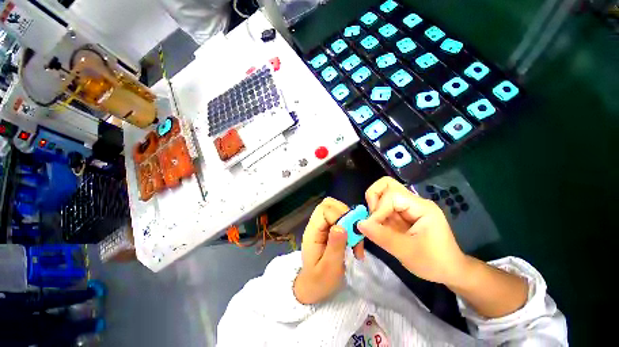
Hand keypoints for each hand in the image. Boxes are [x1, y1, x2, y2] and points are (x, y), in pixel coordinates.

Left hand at [294, 198, 363, 303]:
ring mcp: (322, 225)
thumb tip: (341, 226)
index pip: (325, 210)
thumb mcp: (329, 268)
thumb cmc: (319, 281)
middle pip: (329, 204)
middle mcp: (316, 224)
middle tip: (354, 233)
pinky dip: (350, 227)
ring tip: (355, 241)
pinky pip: (340, 219)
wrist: (312, 287)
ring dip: (350, 221)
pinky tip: (354, 243)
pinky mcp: (328, 229)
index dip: (340, 216)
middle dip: (346, 215)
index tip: (351, 232)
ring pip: (336, 209)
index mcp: (312, 231)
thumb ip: (335, 246)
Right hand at [358, 177, 468, 285]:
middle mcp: (414, 202)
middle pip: (387, 185)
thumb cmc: (433, 262)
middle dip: (374, 198)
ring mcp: (408, 207)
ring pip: (383, 193)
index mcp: (421, 207)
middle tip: (372, 217)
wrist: (449, 271)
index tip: (372, 227)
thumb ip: (382, 236)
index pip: (392, 195)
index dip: (378, 209)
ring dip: (374, 206)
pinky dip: (376, 214)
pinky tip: (379, 227)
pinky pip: (384, 206)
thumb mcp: (407, 252)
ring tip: (375, 223)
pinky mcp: (402, 214)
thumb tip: (359, 224)